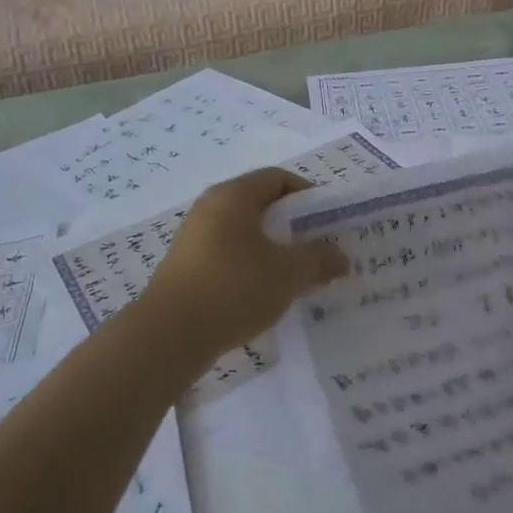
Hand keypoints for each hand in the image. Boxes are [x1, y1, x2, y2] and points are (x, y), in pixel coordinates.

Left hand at [143, 168, 349, 360]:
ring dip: (272, 248)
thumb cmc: (234, 288)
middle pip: (260, 204)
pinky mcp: (187, 265)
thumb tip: (341, 257)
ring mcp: (194, 237)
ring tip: (296, 274)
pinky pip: (228, 253)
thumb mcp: (287, 274)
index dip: (307, 194)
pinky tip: (265, 292)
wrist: (171, 334)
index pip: (277, 178)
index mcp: (233, 196)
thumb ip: (319, 260)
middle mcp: (210, 207)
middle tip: (317, 249)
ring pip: (244, 232)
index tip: (328, 221)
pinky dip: (251, 265)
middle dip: (292, 225)